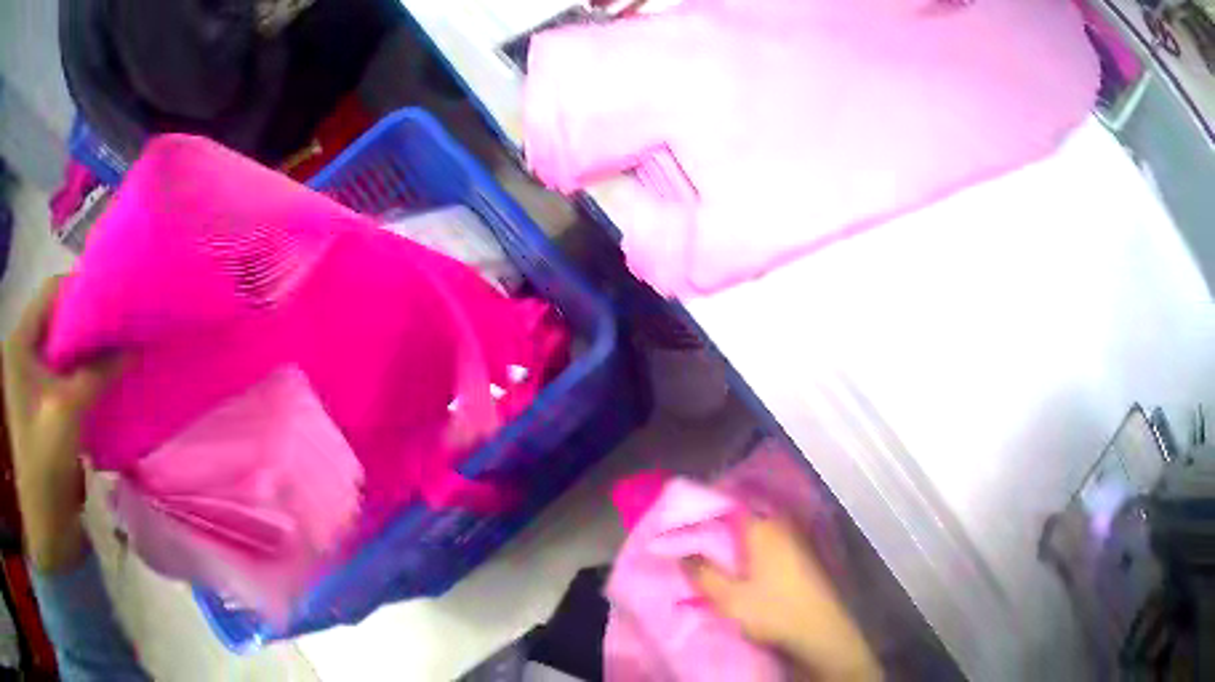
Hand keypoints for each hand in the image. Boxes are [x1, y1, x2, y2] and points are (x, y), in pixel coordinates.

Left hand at [3, 277, 122, 572]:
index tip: (114, 300)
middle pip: (56, 320)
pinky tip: (100, 380)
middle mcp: (22, 351)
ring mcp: (28, 379)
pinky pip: (60, 374)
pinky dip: (80, 373)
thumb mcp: (67, 412)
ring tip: (114, 351)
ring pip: (60, 349)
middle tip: (119, 326)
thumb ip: (98, 372)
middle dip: (87, 322)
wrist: (43, 527)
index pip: (51, 293)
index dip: (82, 290)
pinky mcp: (37, 404)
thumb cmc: (43, 464)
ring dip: (85, 350)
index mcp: (20, 341)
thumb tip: (133, 345)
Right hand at [686, 517, 880, 681]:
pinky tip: (744, 563)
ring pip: (759, 528)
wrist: (819, 630)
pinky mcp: (803, 555)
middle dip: (720, 523)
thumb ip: (702, 573)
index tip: (684, 518)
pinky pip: (771, 540)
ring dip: (737, 536)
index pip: (727, 503)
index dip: (704, 507)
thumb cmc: (772, 611)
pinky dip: (754, 546)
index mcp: (761, 528)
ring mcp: (796, 539)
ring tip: (715, 549)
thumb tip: (681, 552)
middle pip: (744, 514)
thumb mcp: (728, 598)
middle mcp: (780, 525)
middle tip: (696, 536)